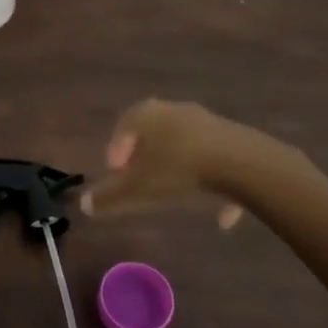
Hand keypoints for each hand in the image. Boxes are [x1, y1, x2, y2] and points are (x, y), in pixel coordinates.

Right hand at [80, 100, 291, 229]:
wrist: (242, 164)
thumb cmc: (178, 170)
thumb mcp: (138, 189)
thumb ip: (109, 197)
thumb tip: (84, 205)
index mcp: (147, 115)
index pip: (124, 125)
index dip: (116, 149)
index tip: (115, 172)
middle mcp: (176, 111)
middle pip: (155, 132)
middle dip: (146, 156)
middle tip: (142, 179)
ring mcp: (208, 123)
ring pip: (186, 145)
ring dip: (178, 167)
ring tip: (177, 194)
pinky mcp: (235, 139)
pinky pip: (216, 161)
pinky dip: (214, 184)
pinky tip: (220, 217)